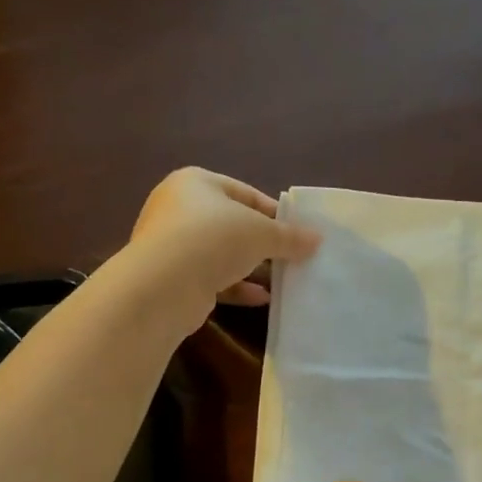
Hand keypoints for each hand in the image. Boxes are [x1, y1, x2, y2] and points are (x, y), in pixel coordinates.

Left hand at [128, 168, 319, 333]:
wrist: (164, 285)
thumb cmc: (214, 239)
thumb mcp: (262, 233)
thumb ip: (290, 236)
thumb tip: (317, 239)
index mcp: (195, 183)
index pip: (244, 193)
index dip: (273, 212)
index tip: (297, 231)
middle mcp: (178, 208)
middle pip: (231, 224)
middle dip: (262, 242)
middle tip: (291, 256)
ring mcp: (171, 245)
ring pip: (221, 253)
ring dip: (251, 267)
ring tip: (282, 279)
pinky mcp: (171, 277)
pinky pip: (211, 278)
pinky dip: (237, 287)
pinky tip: (263, 298)